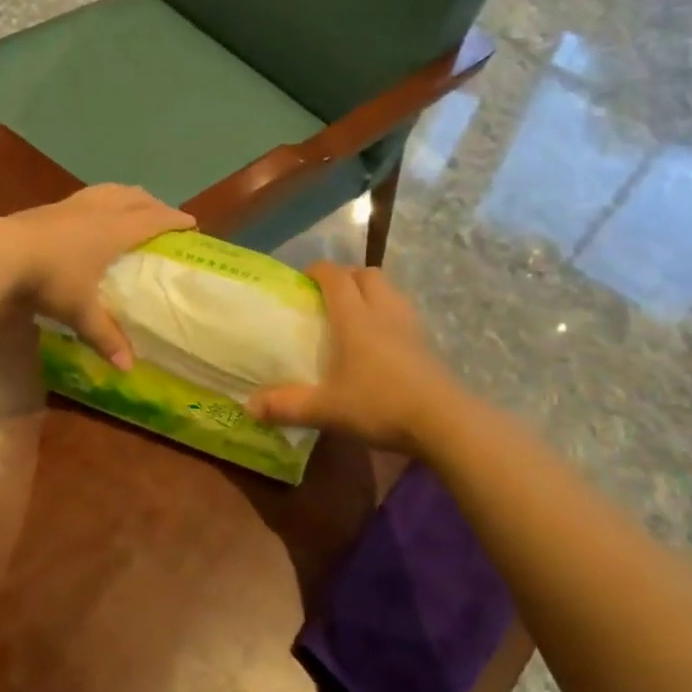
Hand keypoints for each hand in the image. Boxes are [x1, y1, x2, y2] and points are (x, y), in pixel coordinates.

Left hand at [8, 185, 193, 369]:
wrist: (0, 253)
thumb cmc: (51, 279)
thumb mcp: (80, 311)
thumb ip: (105, 337)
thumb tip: (128, 368)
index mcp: (114, 231)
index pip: (153, 219)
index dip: (174, 220)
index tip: (191, 224)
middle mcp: (97, 211)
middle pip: (134, 197)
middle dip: (153, 204)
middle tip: (164, 216)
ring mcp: (71, 204)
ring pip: (109, 190)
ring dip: (127, 195)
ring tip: (132, 205)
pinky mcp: (48, 206)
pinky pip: (86, 196)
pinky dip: (100, 200)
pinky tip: (90, 213)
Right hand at [246, 262, 456, 452]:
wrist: (442, 421)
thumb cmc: (379, 404)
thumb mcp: (326, 409)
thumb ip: (287, 405)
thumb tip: (249, 407)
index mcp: (354, 318)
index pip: (335, 276)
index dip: (318, 271)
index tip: (302, 279)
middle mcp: (383, 312)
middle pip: (367, 274)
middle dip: (346, 276)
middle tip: (328, 295)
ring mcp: (410, 326)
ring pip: (389, 291)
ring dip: (370, 293)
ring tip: (354, 314)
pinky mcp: (427, 344)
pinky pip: (403, 314)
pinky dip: (388, 315)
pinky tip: (380, 342)